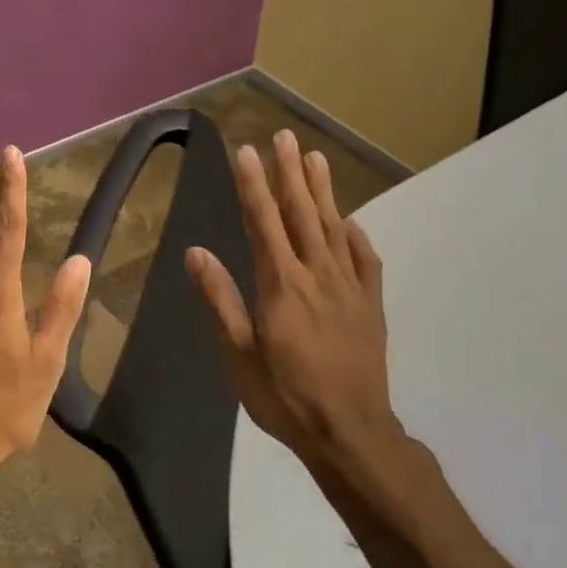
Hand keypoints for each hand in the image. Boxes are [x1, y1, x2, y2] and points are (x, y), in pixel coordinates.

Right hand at [185, 130, 420, 521]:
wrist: (350, 430)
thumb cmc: (285, 396)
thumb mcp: (239, 355)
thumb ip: (220, 300)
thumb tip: (196, 252)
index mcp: (281, 285)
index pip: (264, 223)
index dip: (254, 185)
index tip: (247, 152)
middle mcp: (317, 275)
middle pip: (301, 214)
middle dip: (289, 173)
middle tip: (284, 136)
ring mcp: (349, 287)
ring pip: (333, 227)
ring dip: (322, 191)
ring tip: (315, 158)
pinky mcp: (370, 304)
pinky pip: (365, 259)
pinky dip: (355, 235)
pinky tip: (349, 221)